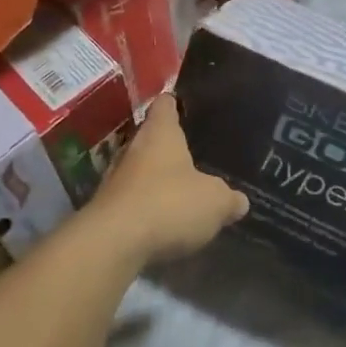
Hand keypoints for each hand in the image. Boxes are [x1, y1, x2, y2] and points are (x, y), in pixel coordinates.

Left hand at [87, 95, 248, 265]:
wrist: (114, 242)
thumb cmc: (169, 204)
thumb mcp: (215, 202)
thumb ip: (229, 198)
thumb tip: (239, 201)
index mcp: (160, 133)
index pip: (165, 105)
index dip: (175, 104)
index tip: (186, 106)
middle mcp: (133, 147)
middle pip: (150, 137)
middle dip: (167, 146)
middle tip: (192, 153)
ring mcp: (114, 178)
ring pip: (139, 169)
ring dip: (155, 178)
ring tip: (179, 188)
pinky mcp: (106, 207)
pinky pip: (131, 199)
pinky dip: (145, 205)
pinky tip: (161, 219)